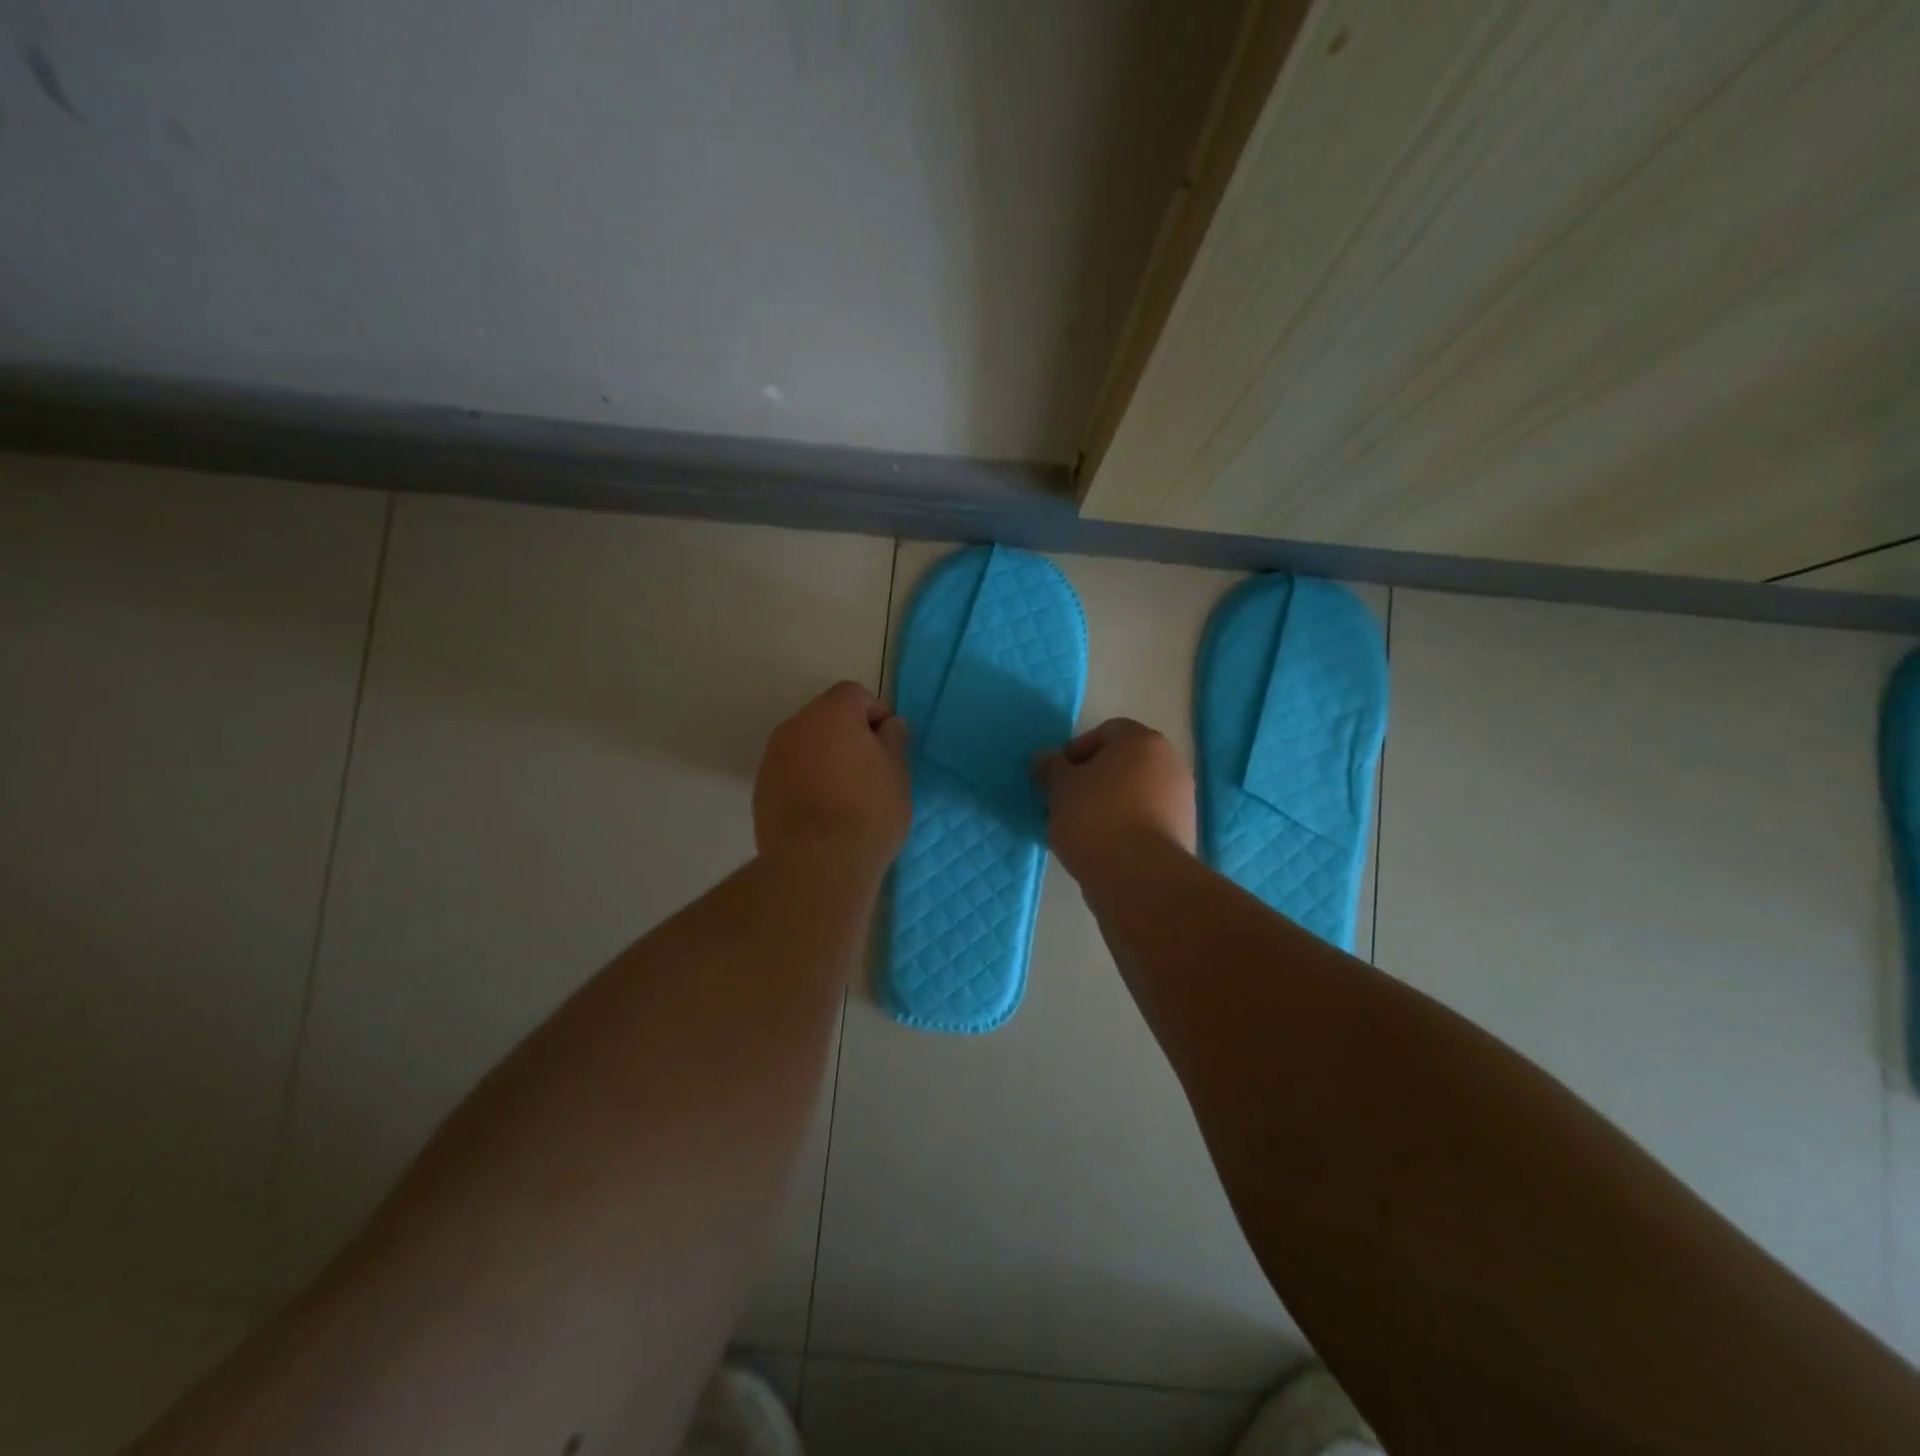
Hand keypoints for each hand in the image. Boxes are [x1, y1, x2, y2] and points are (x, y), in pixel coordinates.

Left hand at [754, 681, 911, 868]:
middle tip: (870, 771)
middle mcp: (795, 727)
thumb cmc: (869, 811)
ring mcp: (772, 759)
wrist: (818, 864)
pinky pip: (790, 773)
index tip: (888, 746)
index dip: (875, 714)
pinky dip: (806, 782)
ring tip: (845, 796)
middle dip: (847, 736)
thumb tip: (888, 726)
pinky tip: (822, 814)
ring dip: (824, 759)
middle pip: (825, 718)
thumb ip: (893, 741)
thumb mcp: (897, 773)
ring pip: (805, 746)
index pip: (854, 694)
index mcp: (831, 714)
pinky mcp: (761, 790)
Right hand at [1033, 718, 1196, 882]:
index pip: (1105, 732)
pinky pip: (1145, 819)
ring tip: (1081, 830)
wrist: (1140, 877)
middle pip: (1122, 762)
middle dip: (1092, 779)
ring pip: (1134, 792)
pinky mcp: (1183, 833)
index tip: (1057, 777)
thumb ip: (1050, 767)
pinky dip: (1124, 826)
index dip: (1076, 751)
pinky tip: (1102, 847)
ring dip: (1108, 804)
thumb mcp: (1060, 788)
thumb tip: (1046, 759)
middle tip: (1065, 802)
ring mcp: (1181, 799)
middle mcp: (1170, 763)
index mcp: (1143, 741)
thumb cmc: (1096, 818)